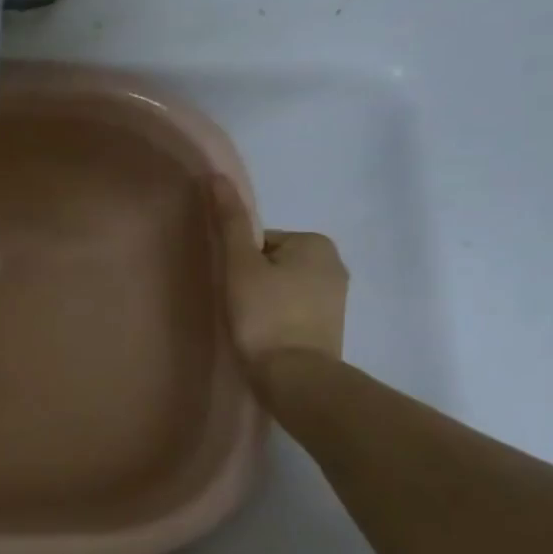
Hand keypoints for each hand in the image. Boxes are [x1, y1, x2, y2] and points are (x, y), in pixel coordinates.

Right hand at [209, 176, 348, 367]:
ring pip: (282, 286)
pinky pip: (293, 308)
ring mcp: (336, 297)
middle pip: (272, 262)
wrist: (294, 376)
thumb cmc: (264, 315)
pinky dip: (277, 317)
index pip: (260, 241)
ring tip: (249, 324)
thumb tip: (216, 177)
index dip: (238, 262)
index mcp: (315, 242)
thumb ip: (230, 222)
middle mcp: (335, 263)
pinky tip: (264, 334)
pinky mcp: (331, 324)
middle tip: (238, 307)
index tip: (233, 287)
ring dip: (263, 300)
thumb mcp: (240, 265)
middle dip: (253, 280)